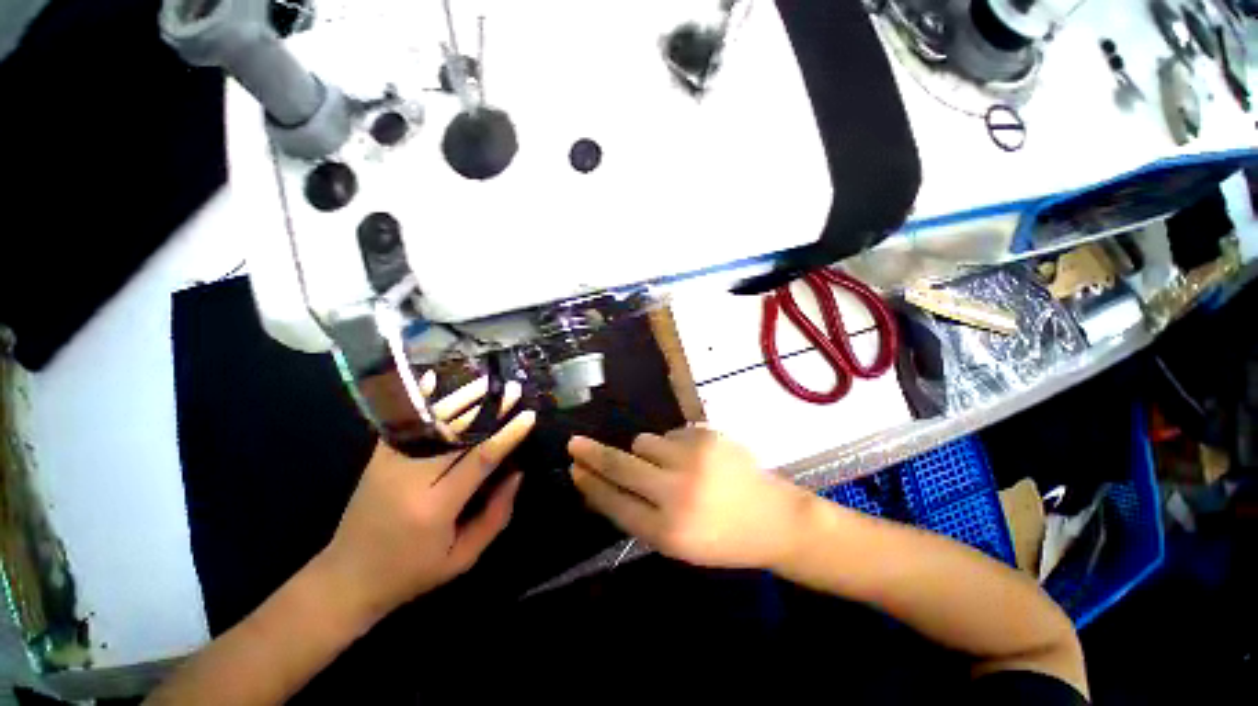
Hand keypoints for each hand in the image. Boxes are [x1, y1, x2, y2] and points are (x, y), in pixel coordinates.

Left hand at [315, 376, 534, 626]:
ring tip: (486, 381)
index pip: (478, 460)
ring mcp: (389, 464)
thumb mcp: (463, 557)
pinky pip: (403, 422)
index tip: (528, 416)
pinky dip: (419, 399)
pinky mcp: (378, 458)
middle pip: (457, 433)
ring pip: (433, 423)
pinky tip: (433, 377)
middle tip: (513, 390)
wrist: (345, 579)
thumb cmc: (412, 574)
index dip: (506, 435)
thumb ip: (496, 515)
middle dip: (489, 409)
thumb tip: (517, 473)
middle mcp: (410, 478)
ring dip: (462, 399)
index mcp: (434, 507)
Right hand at [568, 427, 811, 569]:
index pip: (615, 502)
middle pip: (621, 465)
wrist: (775, 517)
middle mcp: (677, 493)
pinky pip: (671, 433)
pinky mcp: (707, 435)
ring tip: (673, 467)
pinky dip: (674, 445)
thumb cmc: (722, 537)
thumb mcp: (677, 543)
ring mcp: (693, 458)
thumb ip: (638, 514)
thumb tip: (601, 484)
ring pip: (644, 441)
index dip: (591, 484)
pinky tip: (697, 460)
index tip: (573, 469)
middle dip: (593, 454)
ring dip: (646, 452)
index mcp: (668, 531)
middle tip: (575, 443)